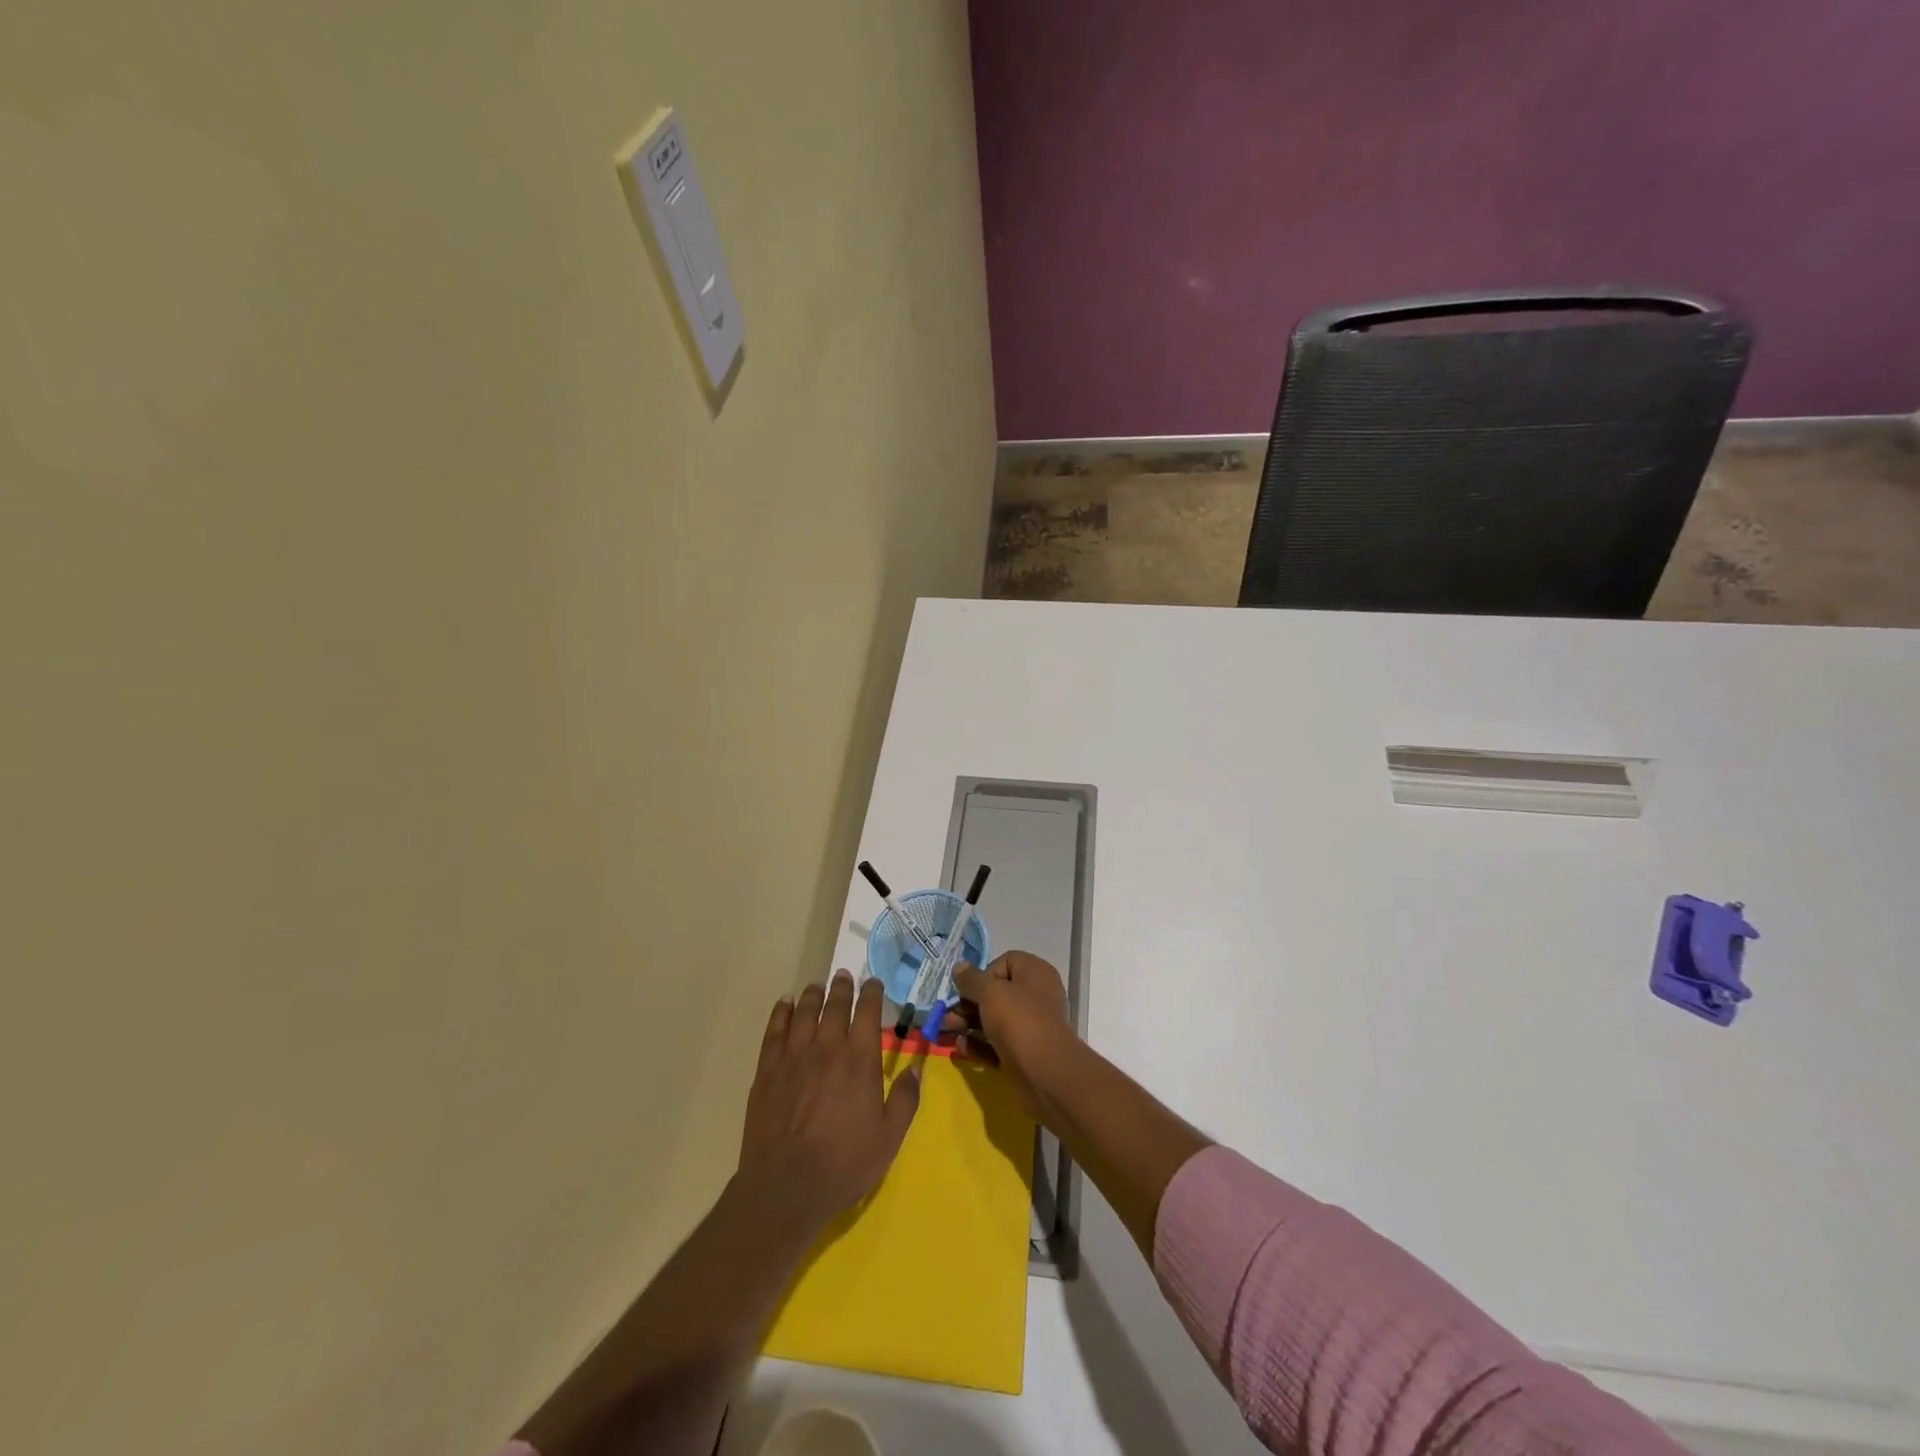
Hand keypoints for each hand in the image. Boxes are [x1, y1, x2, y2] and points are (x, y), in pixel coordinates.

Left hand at [738, 970, 920, 1236]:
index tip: (873, 983)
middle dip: (842, 987)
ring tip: (817, 985)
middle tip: (844, 975)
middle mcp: (828, 1048)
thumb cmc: (844, 1164)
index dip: (872, 993)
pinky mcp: (768, 1070)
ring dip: (813, 995)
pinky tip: (785, 1004)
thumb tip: (914, 1068)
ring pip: (804, 1012)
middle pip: (835, 1006)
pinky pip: (775, 1030)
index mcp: (860, 1060)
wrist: (785, 1187)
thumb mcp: (889, 1137)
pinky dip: (781, 1013)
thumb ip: (905, 1099)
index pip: (868, 1013)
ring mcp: (794, 1056)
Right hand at [942, 951, 1073, 1117]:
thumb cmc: (1019, 1021)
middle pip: (995, 994)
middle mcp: (1035, 997)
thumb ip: (971, 979)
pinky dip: (978, 1045)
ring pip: (993, 1020)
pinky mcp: (1023, 1054)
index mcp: (1034, 973)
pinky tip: (960, 1049)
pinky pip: (996, 1044)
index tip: (969, 989)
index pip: (1005, 963)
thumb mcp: (990, 993)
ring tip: (944, 1032)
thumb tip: (959, 967)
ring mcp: (1029, 1027)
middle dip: (967, 1004)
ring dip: (967, 1025)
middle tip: (945, 1015)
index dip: (984, 974)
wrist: (1045, 1074)